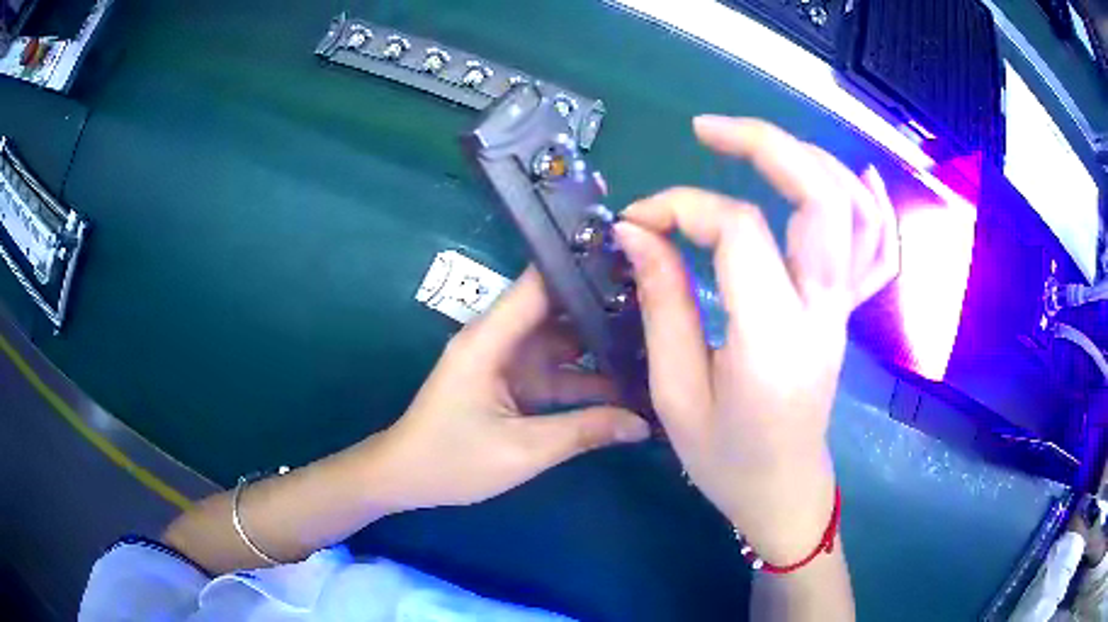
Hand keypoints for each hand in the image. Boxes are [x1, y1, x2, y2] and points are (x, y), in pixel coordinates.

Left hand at [372, 269, 649, 512]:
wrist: (406, 479)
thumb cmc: (453, 461)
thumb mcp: (523, 450)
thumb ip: (584, 431)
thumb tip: (643, 423)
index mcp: (490, 340)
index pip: (539, 286)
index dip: (582, 271)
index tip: (634, 265)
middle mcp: (499, 340)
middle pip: (556, 311)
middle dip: (604, 310)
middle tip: (660, 310)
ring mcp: (506, 362)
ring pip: (561, 343)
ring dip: (599, 348)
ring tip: (653, 345)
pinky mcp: (511, 383)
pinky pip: (554, 372)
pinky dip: (584, 377)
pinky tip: (623, 384)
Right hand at [613, 116, 898, 563]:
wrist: (784, 490)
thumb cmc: (725, 458)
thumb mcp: (676, 392)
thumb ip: (661, 304)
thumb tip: (638, 232)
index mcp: (774, 339)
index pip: (739, 232)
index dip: (682, 208)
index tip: (639, 221)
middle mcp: (823, 311)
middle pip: (820, 198)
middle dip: (765, 144)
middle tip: (707, 130)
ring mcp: (844, 309)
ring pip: (855, 211)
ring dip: (811, 160)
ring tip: (761, 145)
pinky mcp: (848, 312)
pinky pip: (878, 249)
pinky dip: (872, 204)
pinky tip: (855, 174)